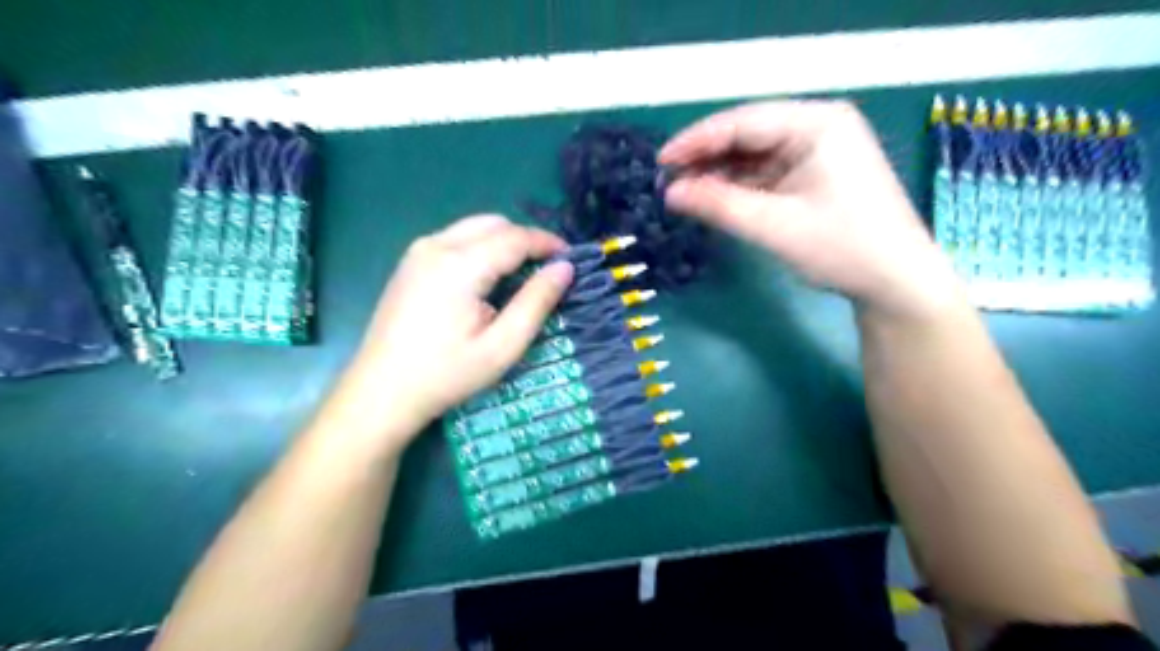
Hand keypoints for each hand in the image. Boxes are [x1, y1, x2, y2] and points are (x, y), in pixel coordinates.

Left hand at [332, 216, 569, 450]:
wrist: (381, 392)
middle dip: (525, 240)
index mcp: (460, 265)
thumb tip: (564, 268)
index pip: (515, 237)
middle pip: (493, 223)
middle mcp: (436, 246)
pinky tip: (486, 281)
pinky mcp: (409, 263)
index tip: (571, 259)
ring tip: (521, 275)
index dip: (547, 243)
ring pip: (473, 228)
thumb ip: (536, 302)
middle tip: (547, 270)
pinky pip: (455, 240)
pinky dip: (480, 249)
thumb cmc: (446, 374)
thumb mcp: (502, 346)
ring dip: (502, 243)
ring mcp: (418, 252)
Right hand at [656, 99, 966, 320]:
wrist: (895, 282)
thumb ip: (719, 205)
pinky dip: (740, 186)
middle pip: (749, 135)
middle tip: (669, 179)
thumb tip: (671, 193)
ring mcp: (819, 150)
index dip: (697, 141)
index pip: (744, 123)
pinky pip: (768, 172)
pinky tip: (716, 198)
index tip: (661, 162)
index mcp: (817, 123)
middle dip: (707, 158)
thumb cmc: (841, 247)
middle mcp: (819, 126)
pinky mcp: (815, 174)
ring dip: (721, 173)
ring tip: (685, 192)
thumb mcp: (773, 226)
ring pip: (756, 155)